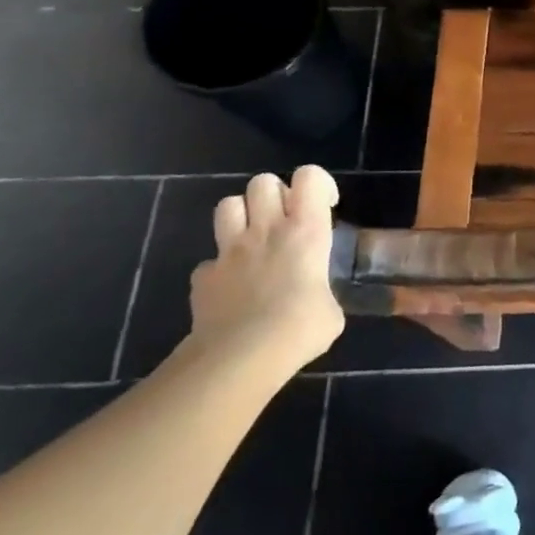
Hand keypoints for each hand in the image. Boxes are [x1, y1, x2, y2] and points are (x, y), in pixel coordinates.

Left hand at [188, 165, 344, 372]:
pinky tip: (233, 289)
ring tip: (256, 240)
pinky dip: (221, 269)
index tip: (325, 206)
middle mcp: (266, 230)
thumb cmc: (300, 328)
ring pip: (227, 205)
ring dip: (242, 216)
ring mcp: (229, 252)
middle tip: (287, 220)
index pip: (309, 177)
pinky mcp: (203, 278)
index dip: (318, 183)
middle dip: (275, 194)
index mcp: (306, 231)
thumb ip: (322, 291)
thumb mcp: (331, 310)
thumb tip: (315, 301)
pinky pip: (209, 261)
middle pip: (262, 182)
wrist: (241, 358)